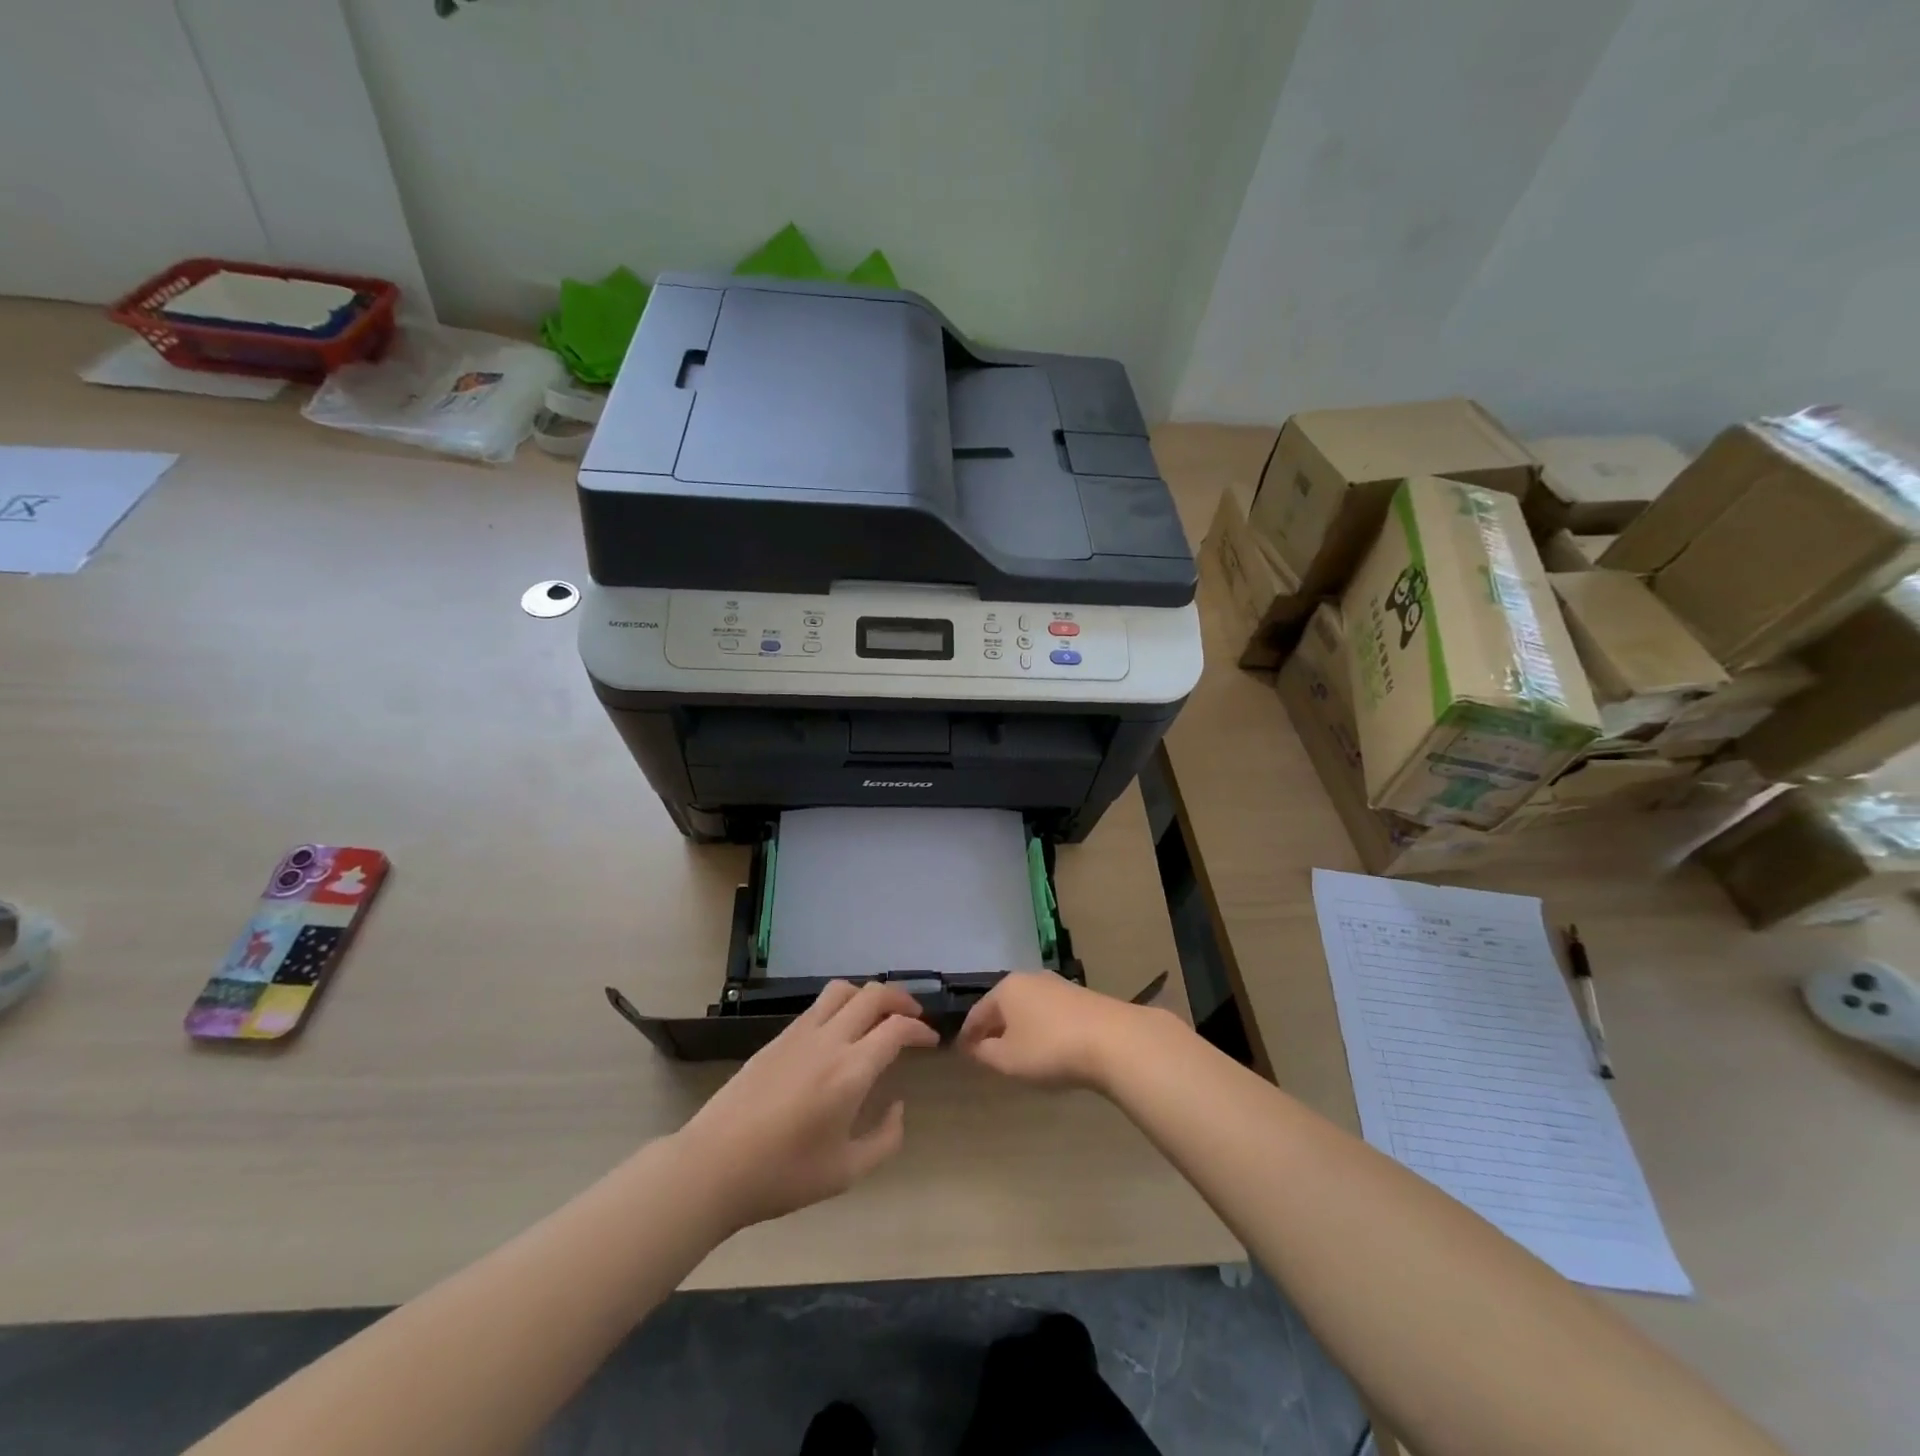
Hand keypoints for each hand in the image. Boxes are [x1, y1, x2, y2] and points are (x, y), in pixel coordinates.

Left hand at [674, 981, 939, 1228]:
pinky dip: (841, 1006)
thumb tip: (898, 1107)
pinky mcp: (777, 1038)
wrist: (713, 1165)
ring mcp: (799, 1034)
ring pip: (842, 990)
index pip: (896, 1028)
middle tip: (914, 1018)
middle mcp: (829, 1040)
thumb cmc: (783, 1175)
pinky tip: (841, 1032)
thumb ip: (885, 1139)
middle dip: (901, 999)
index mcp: (851, 1070)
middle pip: (873, 995)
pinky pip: (818, 1007)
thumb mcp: (846, 1172)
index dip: (920, 1029)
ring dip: (868, 995)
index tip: (930, 1041)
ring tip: (879, 1015)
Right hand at [958, 971, 1167, 1091]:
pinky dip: (1042, 1027)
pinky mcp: (1082, 997)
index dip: (968, 1034)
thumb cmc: (1049, 1049)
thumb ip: (985, 1053)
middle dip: (994, 1027)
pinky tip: (1047, 1045)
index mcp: (1007, 988)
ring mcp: (1059, 985)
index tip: (962, 1051)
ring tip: (1017, 1050)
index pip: (978, 1012)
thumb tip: (975, 1046)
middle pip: (1004, 1005)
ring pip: (1028, 1007)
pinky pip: (1050, 1013)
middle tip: (987, 1050)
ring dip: (1020, 1027)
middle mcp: (1030, 978)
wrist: (1113, 1040)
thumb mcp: (1008, 1059)